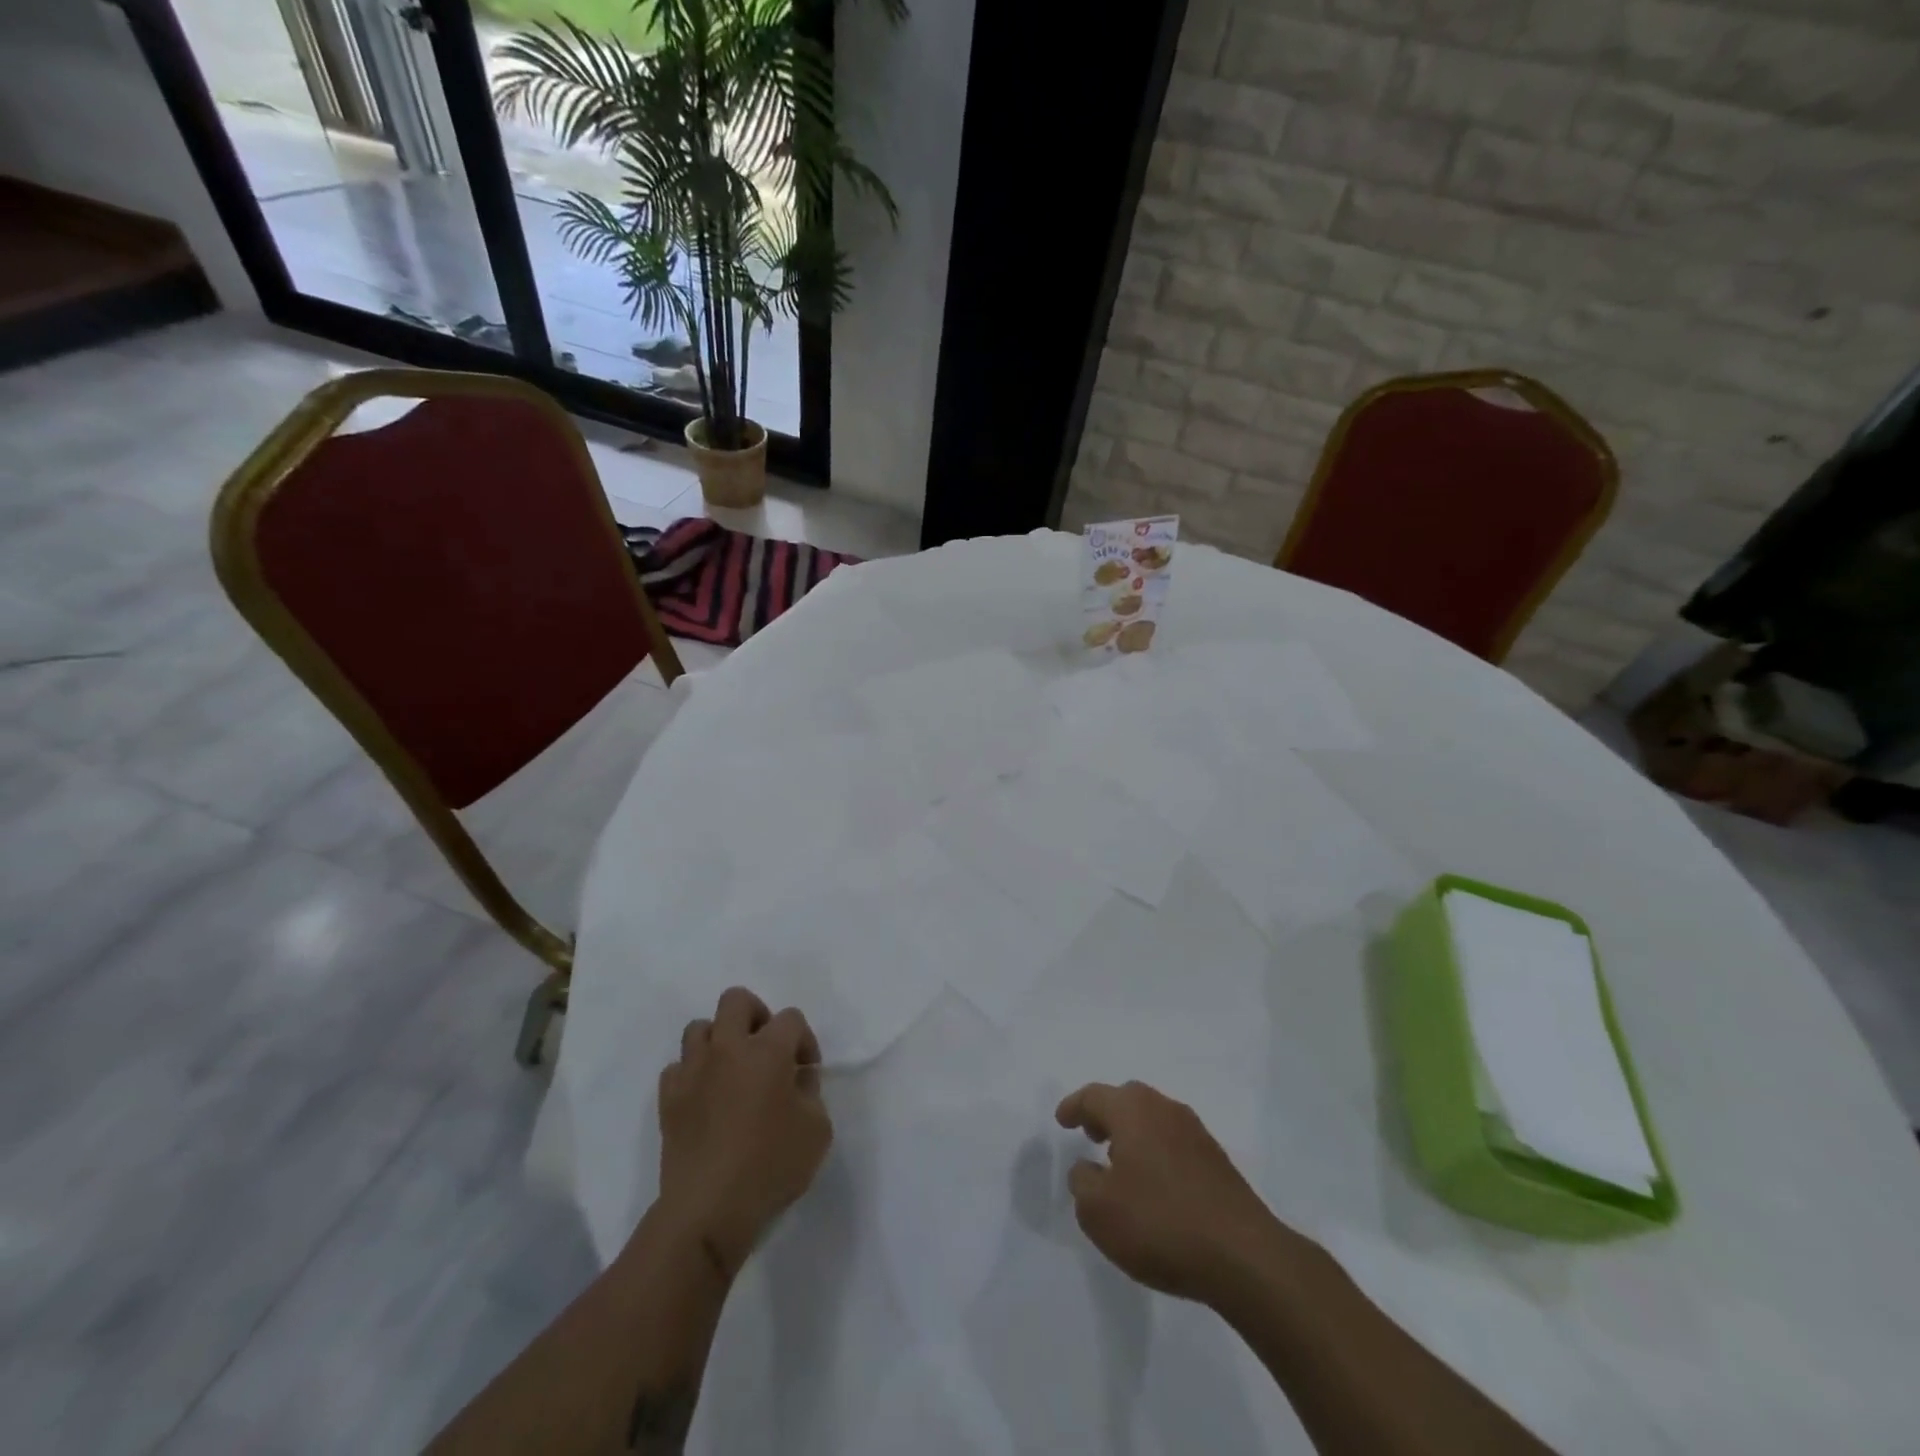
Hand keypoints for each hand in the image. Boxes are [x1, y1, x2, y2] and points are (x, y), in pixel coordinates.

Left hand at [655, 987, 831, 1279]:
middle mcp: (728, 1049)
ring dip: (720, 1040)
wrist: (708, 1211)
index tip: (806, 1071)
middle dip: (756, 1015)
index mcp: (767, 1051)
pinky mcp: (668, 1098)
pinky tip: (706, 1097)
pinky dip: (693, 1073)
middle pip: (736, 1000)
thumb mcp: (818, 1130)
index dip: (804, 1040)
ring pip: (700, 1027)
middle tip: (766, 1048)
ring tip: (732, 1069)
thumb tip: (796, 1078)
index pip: (791, 1018)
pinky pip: (678, 1066)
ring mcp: (693, 1071)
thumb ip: (811, 1092)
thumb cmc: (771, 1167)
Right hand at [1056, 1080, 1281, 1305]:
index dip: (1074, 1106)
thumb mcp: (1099, 1211)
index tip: (1062, 1121)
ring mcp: (1195, 1132)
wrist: (1243, 1255)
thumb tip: (1087, 1168)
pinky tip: (1153, 1184)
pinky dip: (1155, 1151)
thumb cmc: (1160, 1223)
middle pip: (1127, 1099)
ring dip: (1132, 1133)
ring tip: (1119, 1163)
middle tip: (1090, 1134)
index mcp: (1132, 1110)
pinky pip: (1173, 1142)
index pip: (1094, 1096)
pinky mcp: (1217, 1160)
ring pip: (1153, 1119)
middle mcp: (1164, 1109)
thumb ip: (1083, 1183)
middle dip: (1105, 1114)